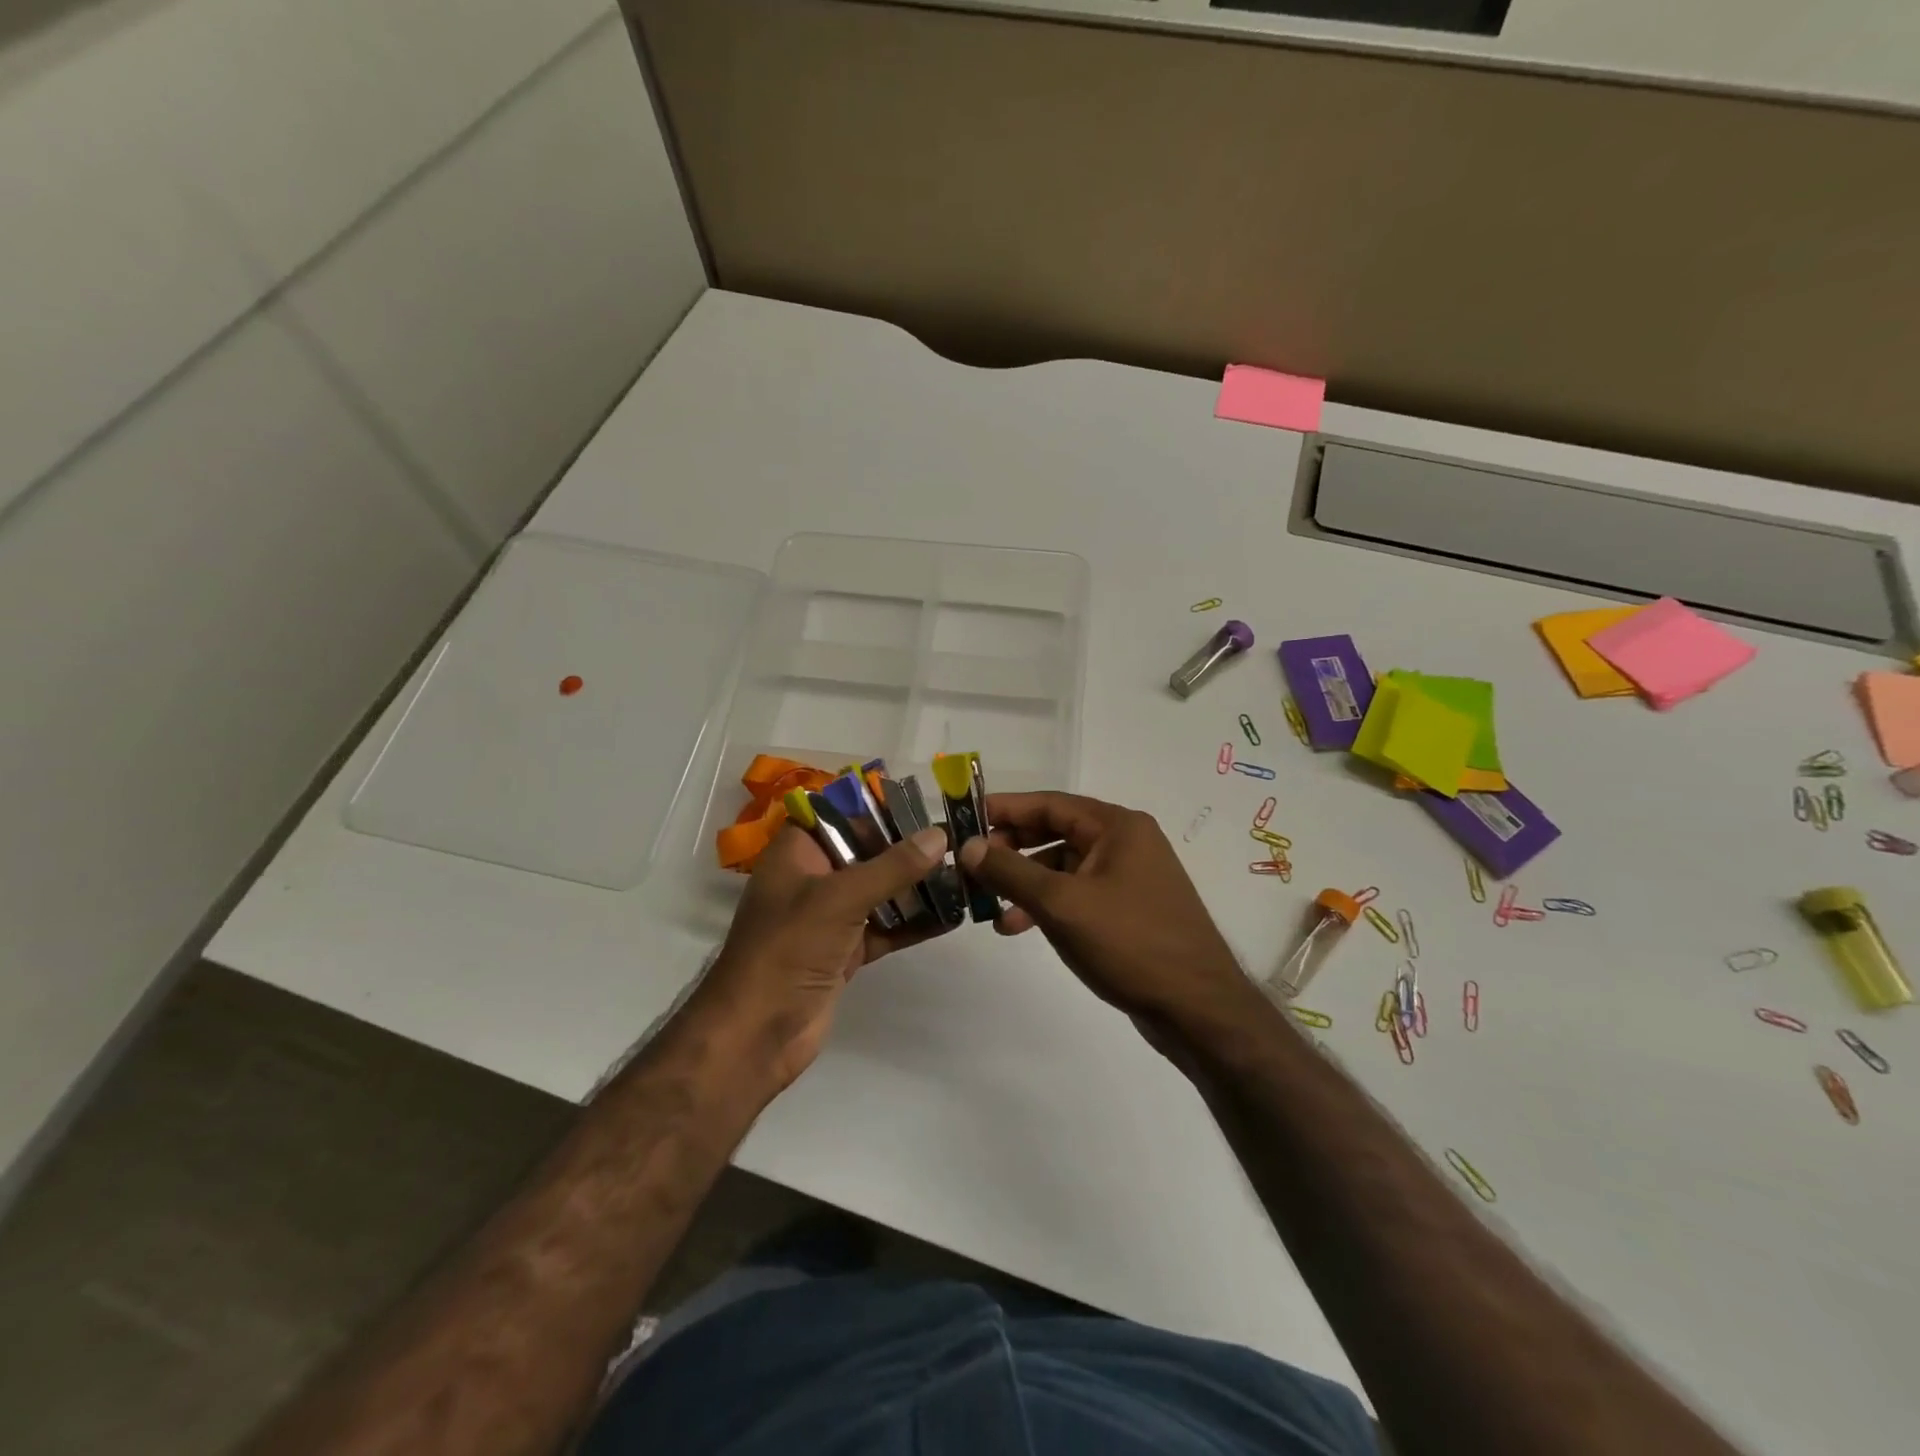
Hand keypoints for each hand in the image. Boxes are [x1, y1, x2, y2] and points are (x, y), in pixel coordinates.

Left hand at [691, 823, 952, 1092]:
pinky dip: (914, 923)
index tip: (922, 808)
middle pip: (865, 853)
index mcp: (797, 854)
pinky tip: (952, 915)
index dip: (876, 809)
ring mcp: (829, 918)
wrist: (756, 1035)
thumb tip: (939, 836)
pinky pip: (886, 928)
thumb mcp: (841, 898)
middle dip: (907, 849)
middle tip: (955, 841)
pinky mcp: (845, 952)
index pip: (837, 815)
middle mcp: (813, 879)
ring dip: (916, 886)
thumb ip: (892, 867)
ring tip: (963, 874)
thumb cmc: (788, 949)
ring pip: (879, 891)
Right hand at [957, 792, 1256, 1030]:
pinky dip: (1047, 904)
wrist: (1197, 1009)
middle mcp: (1126, 842)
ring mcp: (1129, 876)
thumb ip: (1010, 871)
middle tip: (971, 865)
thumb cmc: (1129, 943)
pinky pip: (1077, 893)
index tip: (965, 819)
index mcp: (1117, 826)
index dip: (1005, 809)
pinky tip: (1018, 926)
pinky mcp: (1128, 909)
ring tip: (988, 905)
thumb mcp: (1061, 904)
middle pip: (1055, 832)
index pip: (1049, 803)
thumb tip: (967, 847)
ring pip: (1063, 866)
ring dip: (1025, 882)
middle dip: (1011, 848)